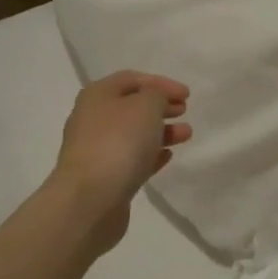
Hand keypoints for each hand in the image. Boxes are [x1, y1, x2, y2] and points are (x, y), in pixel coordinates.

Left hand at [50, 71, 191, 255]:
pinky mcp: (105, 177)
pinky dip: (151, 154)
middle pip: (131, 106)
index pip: (131, 79)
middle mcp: (93, 119)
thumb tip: (155, 100)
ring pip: (134, 134)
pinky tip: (168, 156)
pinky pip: (131, 159)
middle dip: (160, 106)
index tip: (187, 94)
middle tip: (185, 111)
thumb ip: (157, 95)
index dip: (161, 83)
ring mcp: (97, 150)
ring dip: (161, 131)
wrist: (90, 199)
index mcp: (98, 95)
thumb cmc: (119, 142)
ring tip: (186, 135)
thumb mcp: (146, 106)